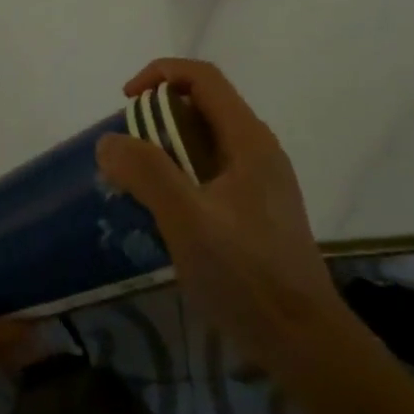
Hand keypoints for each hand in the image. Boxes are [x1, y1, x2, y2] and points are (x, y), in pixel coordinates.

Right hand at [96, 59, 349, 378]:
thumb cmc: (246, 275)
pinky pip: (211, 174)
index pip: (203, 78)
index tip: (125, 103)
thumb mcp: (188, 221)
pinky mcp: (256, 211)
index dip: (160, 74)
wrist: (303, 339)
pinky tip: (164, 216)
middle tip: (125, 155)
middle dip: (157, 118)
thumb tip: (110, 141)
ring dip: (166, 151)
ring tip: (136, 186)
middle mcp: (257, 151)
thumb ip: (147, 173)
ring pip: (205, 143)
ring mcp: (260, 182)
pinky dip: (180, 177)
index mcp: (248, 140)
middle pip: (203, 108)